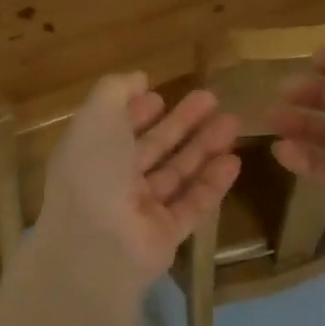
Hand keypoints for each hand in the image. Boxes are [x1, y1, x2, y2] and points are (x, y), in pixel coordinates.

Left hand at [34, 74, 241, 296]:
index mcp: (90, 154)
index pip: (116, 128)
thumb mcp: (97, 117)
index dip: (137, 111)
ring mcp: (140, 211)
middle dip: (181, 123)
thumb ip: (116, 91)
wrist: (96, 247)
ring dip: (203, 148)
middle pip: (153, 148)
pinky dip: (212, 183)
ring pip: (177, 173)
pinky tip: (234, 161)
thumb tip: (138, 78)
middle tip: (213, 99)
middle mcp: (113, 182)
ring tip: (234, 123)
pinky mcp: (165, 235)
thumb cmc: (94, 172)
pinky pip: (192, 204)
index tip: (160, 94)